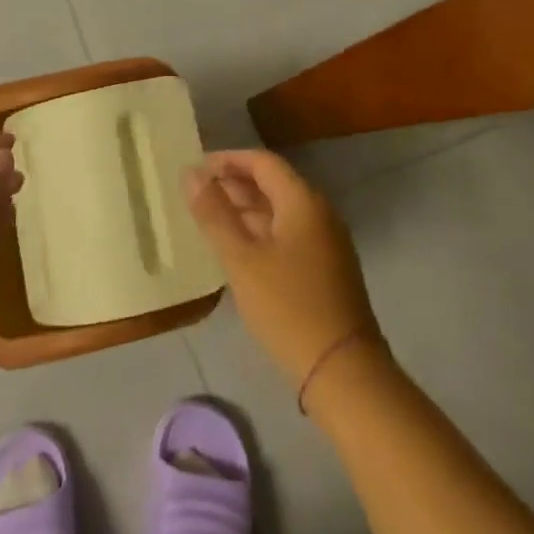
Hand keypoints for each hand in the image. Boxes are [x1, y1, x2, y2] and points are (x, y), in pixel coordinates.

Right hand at [186, 150, 378, 391]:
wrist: (343, 372)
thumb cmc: (288, 307)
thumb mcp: (242, 259)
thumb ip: (214, 214)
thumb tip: (190, 173)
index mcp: (303, 201)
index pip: (262, 162)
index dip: (228, 160)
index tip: (196, 170)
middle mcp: (319, 213)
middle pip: (272, 184)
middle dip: (234, 185)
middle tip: (196, 196)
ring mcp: (326, 242)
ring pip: (279, 212)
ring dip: (245, 210)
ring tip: (209, 221)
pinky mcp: (326, 268)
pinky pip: (288, 234)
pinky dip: (260, 232)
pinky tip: (237, 251)